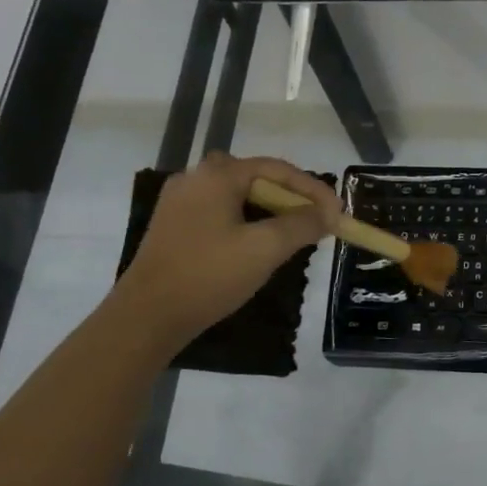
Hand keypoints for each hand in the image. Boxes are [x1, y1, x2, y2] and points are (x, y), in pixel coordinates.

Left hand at [116, 151, 340, 354]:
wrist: (148, 315)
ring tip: (295, 234)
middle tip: (317, 221)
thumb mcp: (265, 249)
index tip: (338, 213)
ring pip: (238, 196)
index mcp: (217, 175)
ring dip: (270, 211)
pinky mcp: (174, 225)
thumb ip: (302, 225)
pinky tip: (259, 244)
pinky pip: (221, 212)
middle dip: (292, 198)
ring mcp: (180, 202)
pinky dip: (247, 221)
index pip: (277, 169)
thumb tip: (330, 213)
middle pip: (257, 178)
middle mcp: (195, 178)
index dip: (313, 189)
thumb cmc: (209, 275)